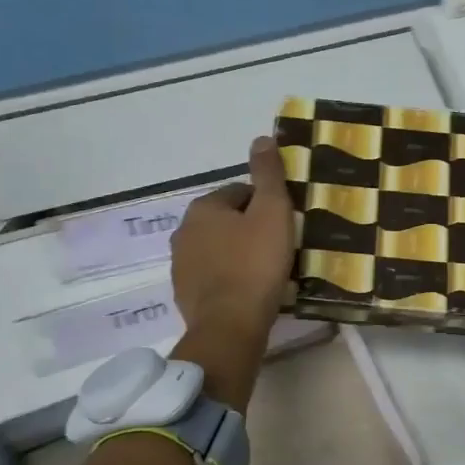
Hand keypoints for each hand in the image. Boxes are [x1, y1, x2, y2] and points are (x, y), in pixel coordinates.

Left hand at [169, 136, 295, 388]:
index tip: (284, 226)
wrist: (230, 326)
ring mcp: (180, 265)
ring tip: (266, 272)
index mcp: (203, 207)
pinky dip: (228, 279)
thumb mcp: (272, 211)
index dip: (266, 206)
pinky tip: (248, 292)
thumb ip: (268, 174)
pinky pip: (212, 277)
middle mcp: (184, 230)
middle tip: (279, 249)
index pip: (240, 193)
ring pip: (218, 249)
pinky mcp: (184, 294)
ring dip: (238, 255)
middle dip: (249, 230)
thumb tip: (262, 138)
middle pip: (227, 221)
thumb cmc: (255, 264)